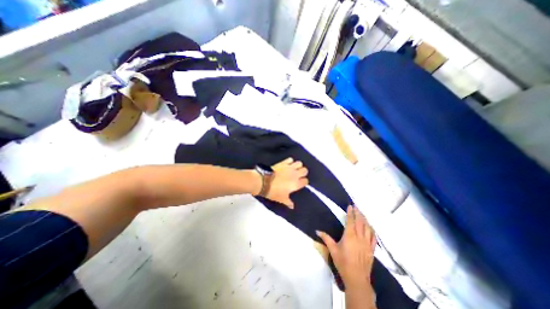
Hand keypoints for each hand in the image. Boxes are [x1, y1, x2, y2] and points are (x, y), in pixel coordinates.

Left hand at [267, 158, 307, 207]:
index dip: (304, 182)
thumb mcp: (281, 199)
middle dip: (303, 172)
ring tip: (294, 169)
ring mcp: (289, 167)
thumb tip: (292, 206)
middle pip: (305, 170)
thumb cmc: (273, 192)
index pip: (305, 181)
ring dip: (298, 166)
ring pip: (299, 163)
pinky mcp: (283, 162)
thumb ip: (288, 202)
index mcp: (296, 184)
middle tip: (298, 175)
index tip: (300, 183)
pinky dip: (290, 161)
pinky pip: (290, 159)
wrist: (264, 182)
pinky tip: (288, 164)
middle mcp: (295, 174)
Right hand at [316, 206, 376, 286]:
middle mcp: (359, 237)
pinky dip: (372, 230)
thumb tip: (317, 231)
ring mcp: (367, 243)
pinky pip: (373, 237)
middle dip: (358, 213)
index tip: (350, 206)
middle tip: (356, 206)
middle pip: (360, 222)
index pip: (350, 221)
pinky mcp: (371, 249)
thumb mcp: (332, 250)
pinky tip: (371, 227)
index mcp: (349, 236)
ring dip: (365, 219)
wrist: (357, 278)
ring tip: (362, 213)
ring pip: (367, 228)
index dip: (350, 213)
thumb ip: (325, 238)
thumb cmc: (343, 262)